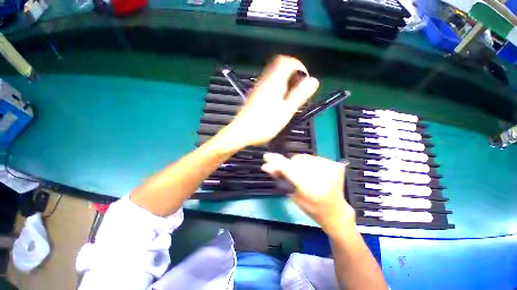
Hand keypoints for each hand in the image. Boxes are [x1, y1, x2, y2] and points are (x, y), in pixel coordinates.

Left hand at [222, 55, 318, 148]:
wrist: (241, 132)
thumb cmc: (264, 125)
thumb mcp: (285, 112)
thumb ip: (298, 96)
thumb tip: (313, 81)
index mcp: (274, 82)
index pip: (287, 61)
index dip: (299, 67)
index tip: (305, 80)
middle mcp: (265, 80)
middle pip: (281, 66)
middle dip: (293, 75)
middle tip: (299, 90)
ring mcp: (258, 87)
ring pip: (275, 75)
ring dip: (286, 82)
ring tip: (291, 98)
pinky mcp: (255, 94)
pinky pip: (269, 83)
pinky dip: (278, 87)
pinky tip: (280, 102)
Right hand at [262, 153, 355, 234]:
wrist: (335, 211)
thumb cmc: (312, 208)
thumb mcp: (292, 195)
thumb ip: (280, 178)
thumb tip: (266, 166)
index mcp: (310, 190)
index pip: (289, 169)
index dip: (277, 162)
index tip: (267, 156)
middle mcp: (323, 177)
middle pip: (296, 160)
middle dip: (289, 165)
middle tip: (291, 174)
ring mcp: (331, 168)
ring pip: (304, 157)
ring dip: (298, 163)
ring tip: (302, 174)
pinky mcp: (335, 164)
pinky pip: (313, 157)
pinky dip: (308, 163)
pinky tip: (312, 172)